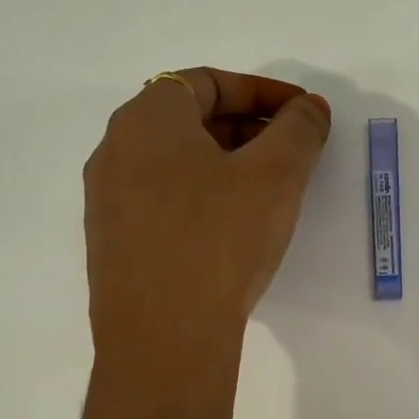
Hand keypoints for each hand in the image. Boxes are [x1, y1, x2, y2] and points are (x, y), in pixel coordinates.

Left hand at [84, 69, 330, 357]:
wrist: (164, 338)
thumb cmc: (219, 239)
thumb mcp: (276, 176)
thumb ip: (300, 129)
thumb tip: (310, 108)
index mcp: (146, 119)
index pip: (207, 81)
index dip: (262, 90)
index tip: (303, 113)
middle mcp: (115, 150)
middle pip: (189, 119)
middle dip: (248, 126)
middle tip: (293, 150)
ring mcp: (108, 200)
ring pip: (176, 162)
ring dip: (227, 162)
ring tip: (271, 189)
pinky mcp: (114, 243)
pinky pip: (163, 199)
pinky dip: (203, 195)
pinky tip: (234, 227)